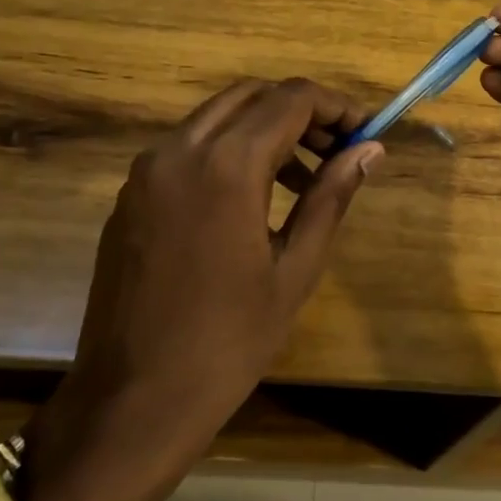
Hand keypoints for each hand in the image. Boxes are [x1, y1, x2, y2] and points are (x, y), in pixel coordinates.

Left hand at [25, 79, 379, 500]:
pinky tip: (251, 200)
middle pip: (251, 96)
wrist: (130, 404)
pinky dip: (228, 151)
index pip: (291, 99)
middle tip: (336, 149)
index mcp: (226, 165)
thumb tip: (370, 150)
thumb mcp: (295, 270)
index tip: (366, 131)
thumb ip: (331, 197)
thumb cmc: (227, 343)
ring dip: (264, 129)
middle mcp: (180, 150)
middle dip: (300, 111)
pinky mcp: (130, 194)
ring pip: (217, 117)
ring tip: (303, 180)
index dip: (336, 107)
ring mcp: (147, 170)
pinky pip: (188, 148)